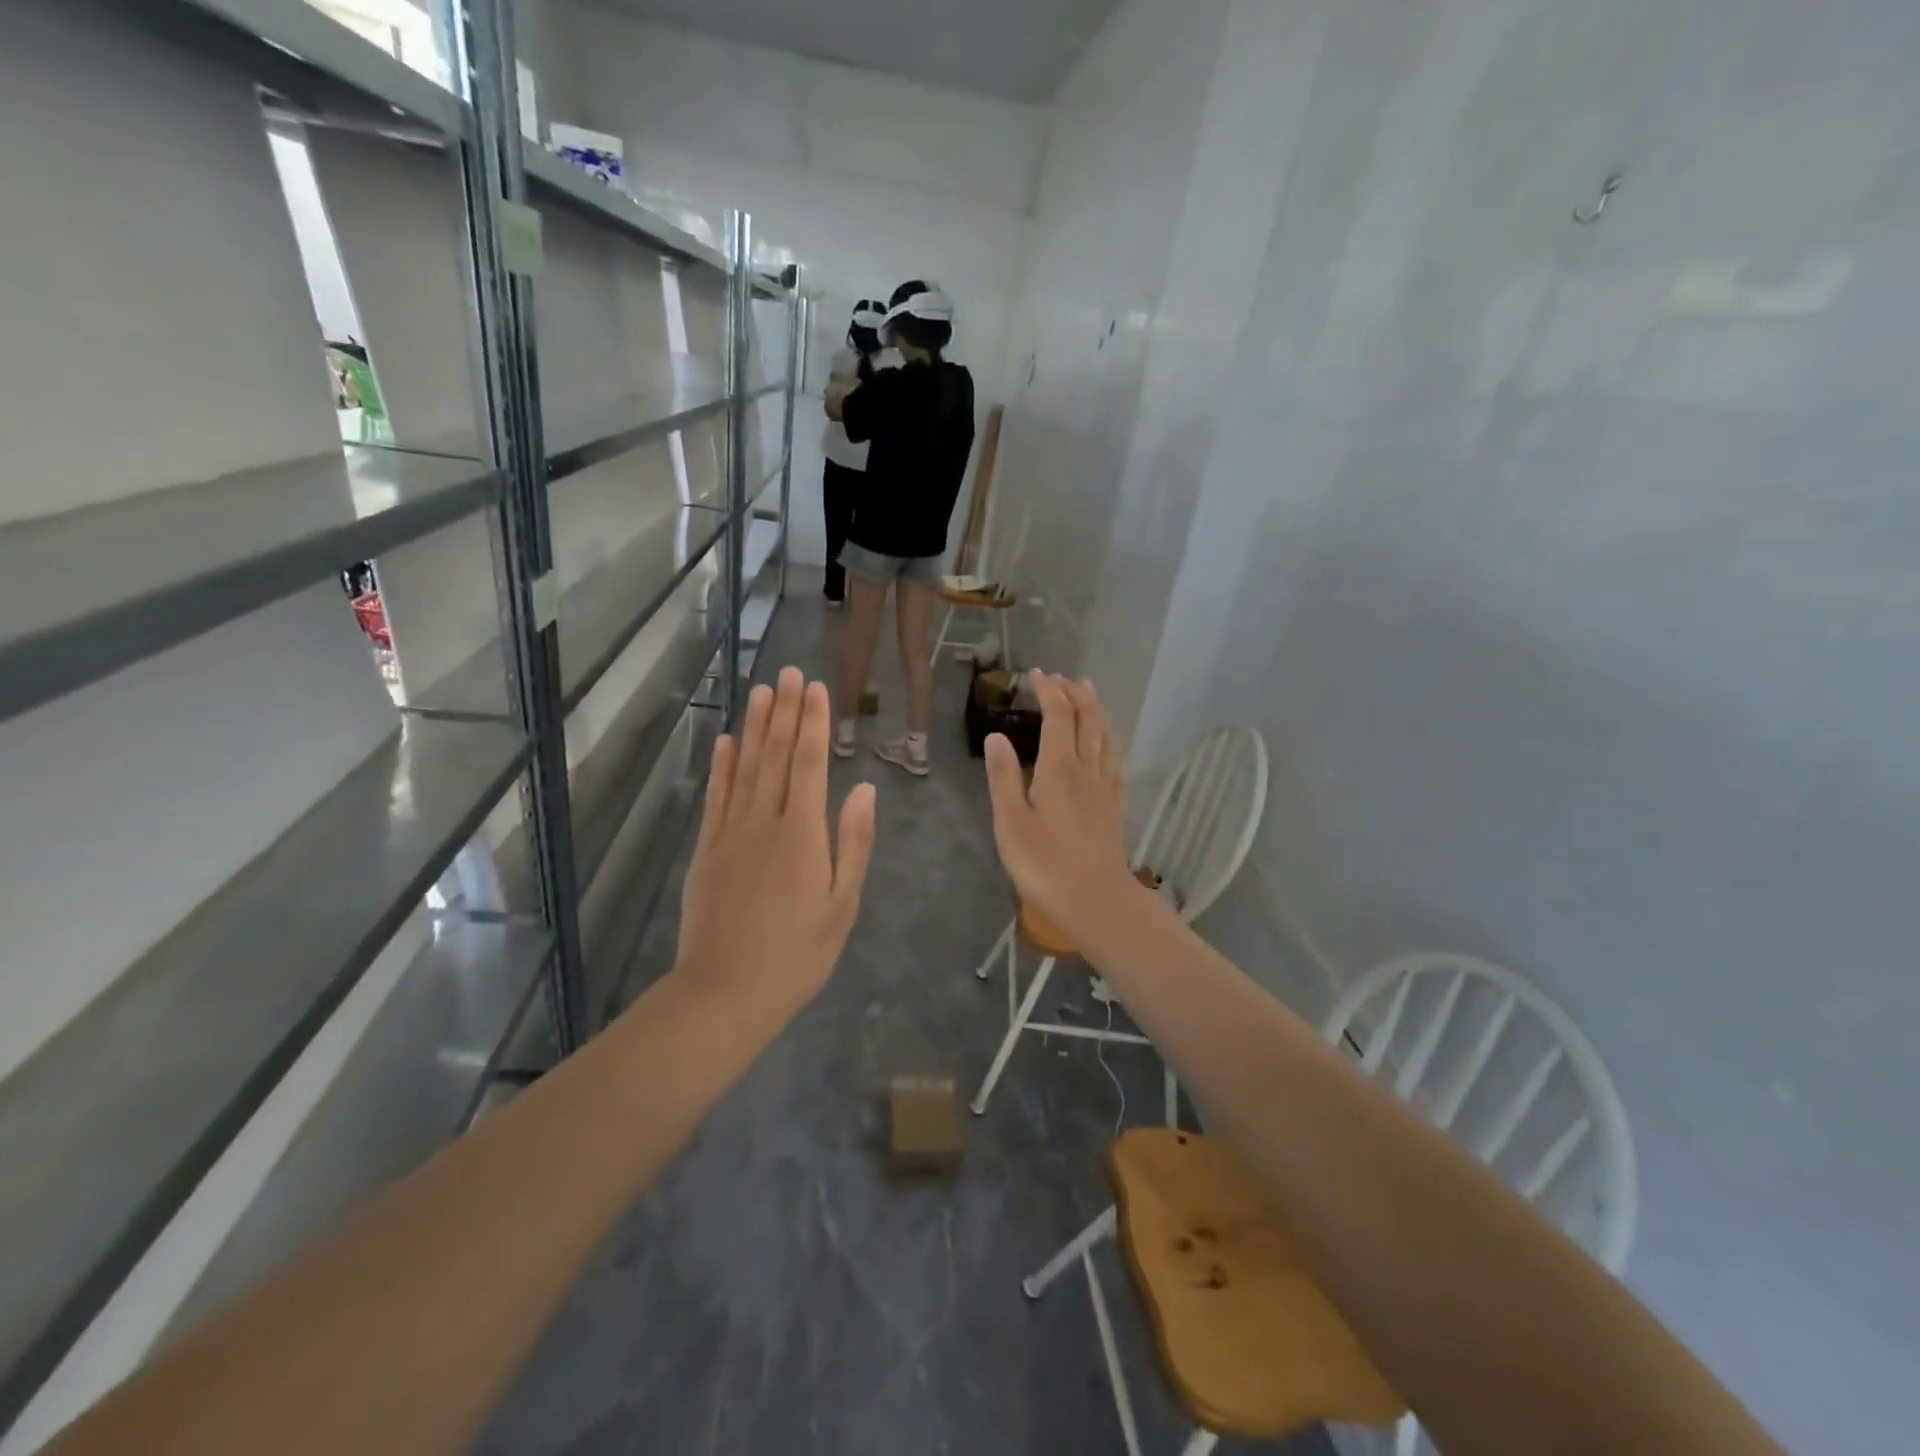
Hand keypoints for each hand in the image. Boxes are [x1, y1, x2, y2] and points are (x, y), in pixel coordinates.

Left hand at [676, 667, 875, 1016]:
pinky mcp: (707, 851)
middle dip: (785, 711)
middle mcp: (764, 821)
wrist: (725, 992)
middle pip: (775, 755)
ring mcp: (730, 833)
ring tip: (761, 691)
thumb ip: (853, 842)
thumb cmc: (798, 954)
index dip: (813, 722)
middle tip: (789, 672)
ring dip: (754, 727)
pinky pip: (716, 798)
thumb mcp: (842, 904)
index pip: (808, 763)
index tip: (816, 687)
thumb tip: (863, 789)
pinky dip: (721, 767)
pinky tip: (725, 743)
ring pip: (744, 768)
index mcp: (802, 833)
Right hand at [983, 672, 1137, 943]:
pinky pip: (1115, 761)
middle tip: (1062, 678)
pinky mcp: (1115, 807)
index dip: (1049, 690)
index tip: (1037, 674)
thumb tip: (996, 735)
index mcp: (1060, 768)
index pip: (1059, 715)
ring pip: (1106, 736)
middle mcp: (1087, 769)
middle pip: (1089, 719)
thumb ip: (1004, 777)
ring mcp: (1105, 788)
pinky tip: (1107, 746)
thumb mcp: (1011, 822)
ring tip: (1088, 694)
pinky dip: (1109, 741)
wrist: (1096, 901)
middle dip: (1076, 693)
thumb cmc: (1045, 864)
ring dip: (1096, 710)